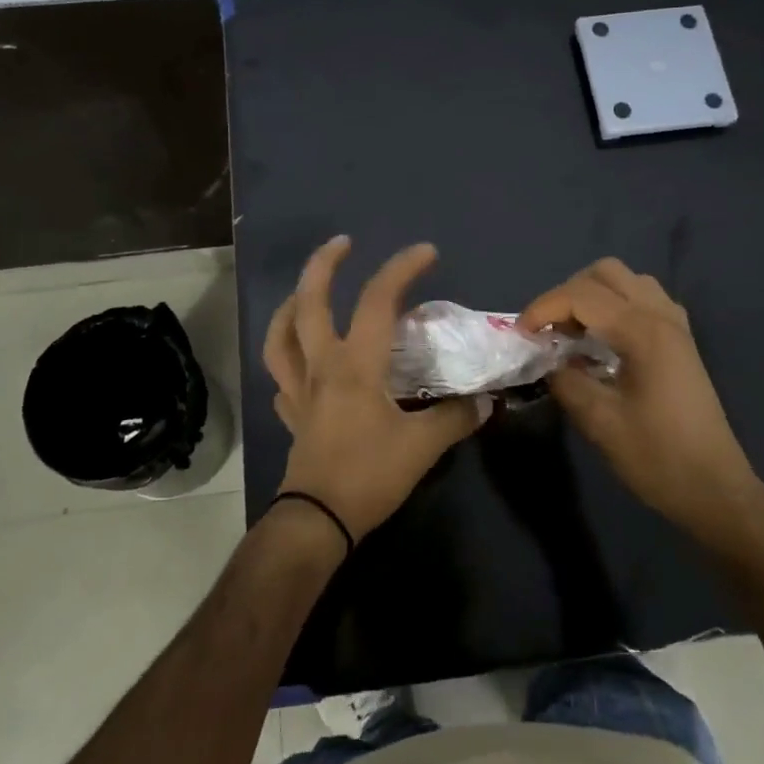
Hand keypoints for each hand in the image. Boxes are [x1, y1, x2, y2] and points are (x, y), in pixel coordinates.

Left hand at [263, 237, 488, 543]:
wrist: (318, 520)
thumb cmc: (369, 476)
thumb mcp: (422, 447)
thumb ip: (454, 418)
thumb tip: (483, 402)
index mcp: (355, 365)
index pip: (377, 301)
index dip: (402, 269)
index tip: (426, 252)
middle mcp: (321, 366)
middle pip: (309, 302)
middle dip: (323, 265)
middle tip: (342, 243)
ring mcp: (298, 389)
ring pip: (281, 334)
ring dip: (291, 304)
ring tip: (306, 291)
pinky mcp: (291, 413)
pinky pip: (281, 374)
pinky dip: (288, 356)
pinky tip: (300, 357)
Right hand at [519, 258, 763, 537]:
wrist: (714, 489)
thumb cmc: (657, 457)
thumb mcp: (599, 422)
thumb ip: (566, 380)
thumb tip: (548, 360)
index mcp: (643, 332)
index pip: (581, 296)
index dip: (543, 308)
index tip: (520, 335)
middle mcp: (662, 316)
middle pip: (606, 273)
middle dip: (567, 294)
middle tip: (547, 330)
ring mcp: (676, 327)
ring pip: (627, 282)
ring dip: (592, 296)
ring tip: (572, 333)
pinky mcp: (680, 342)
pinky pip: (644, 300)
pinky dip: (615, 307)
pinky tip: (602, 341)